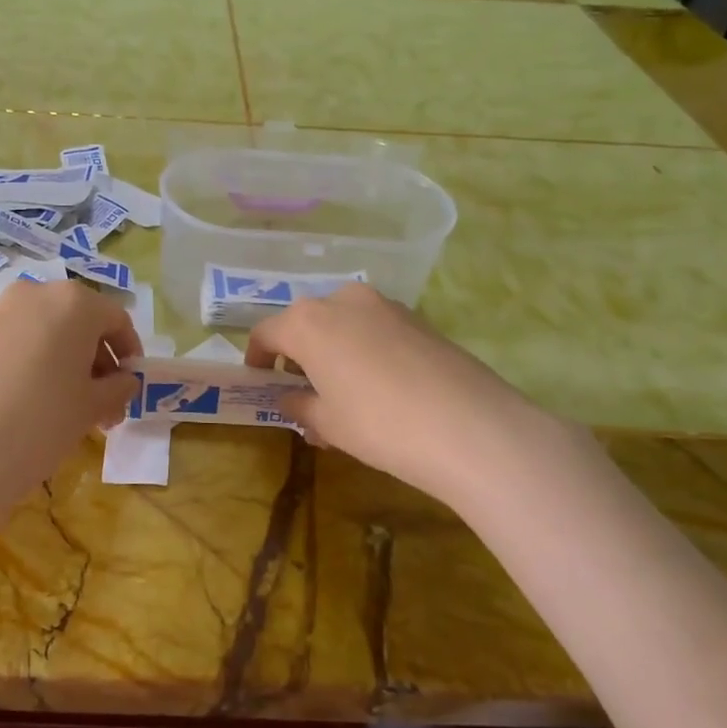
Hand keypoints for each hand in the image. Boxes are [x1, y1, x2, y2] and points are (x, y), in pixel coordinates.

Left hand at [0, 279, 140, 505]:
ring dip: (64, 360)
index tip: (130, 384)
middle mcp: (34, 293)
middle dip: (95, 359)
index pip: (115, 319)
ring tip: (67, 406)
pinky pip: (15, 341)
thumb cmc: (42, 421)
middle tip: (102, 404)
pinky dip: (32, 361)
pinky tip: (31, 400)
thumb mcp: (93, 406)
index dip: (129, 351)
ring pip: (45, 330)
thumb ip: (118, 387)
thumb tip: (123, 381)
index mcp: (73, 302)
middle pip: (78, 321)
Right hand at [245, 284, 564, 505]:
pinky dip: (364, 349)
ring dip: (332, 351)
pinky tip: (379, 388)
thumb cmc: (379, 424)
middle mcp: (342, 300)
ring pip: (342, 323)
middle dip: (298, 354)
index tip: (259, 380)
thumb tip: (290, 397)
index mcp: (308, 322)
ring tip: (342, 395)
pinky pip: (374, 328)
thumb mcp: (328, 423)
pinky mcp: (418, 317)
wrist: (470, 427)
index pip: (266, 332)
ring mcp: (384, 305)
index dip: (256, 358)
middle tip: (303, 392)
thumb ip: (300, 405)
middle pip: (305, 323)